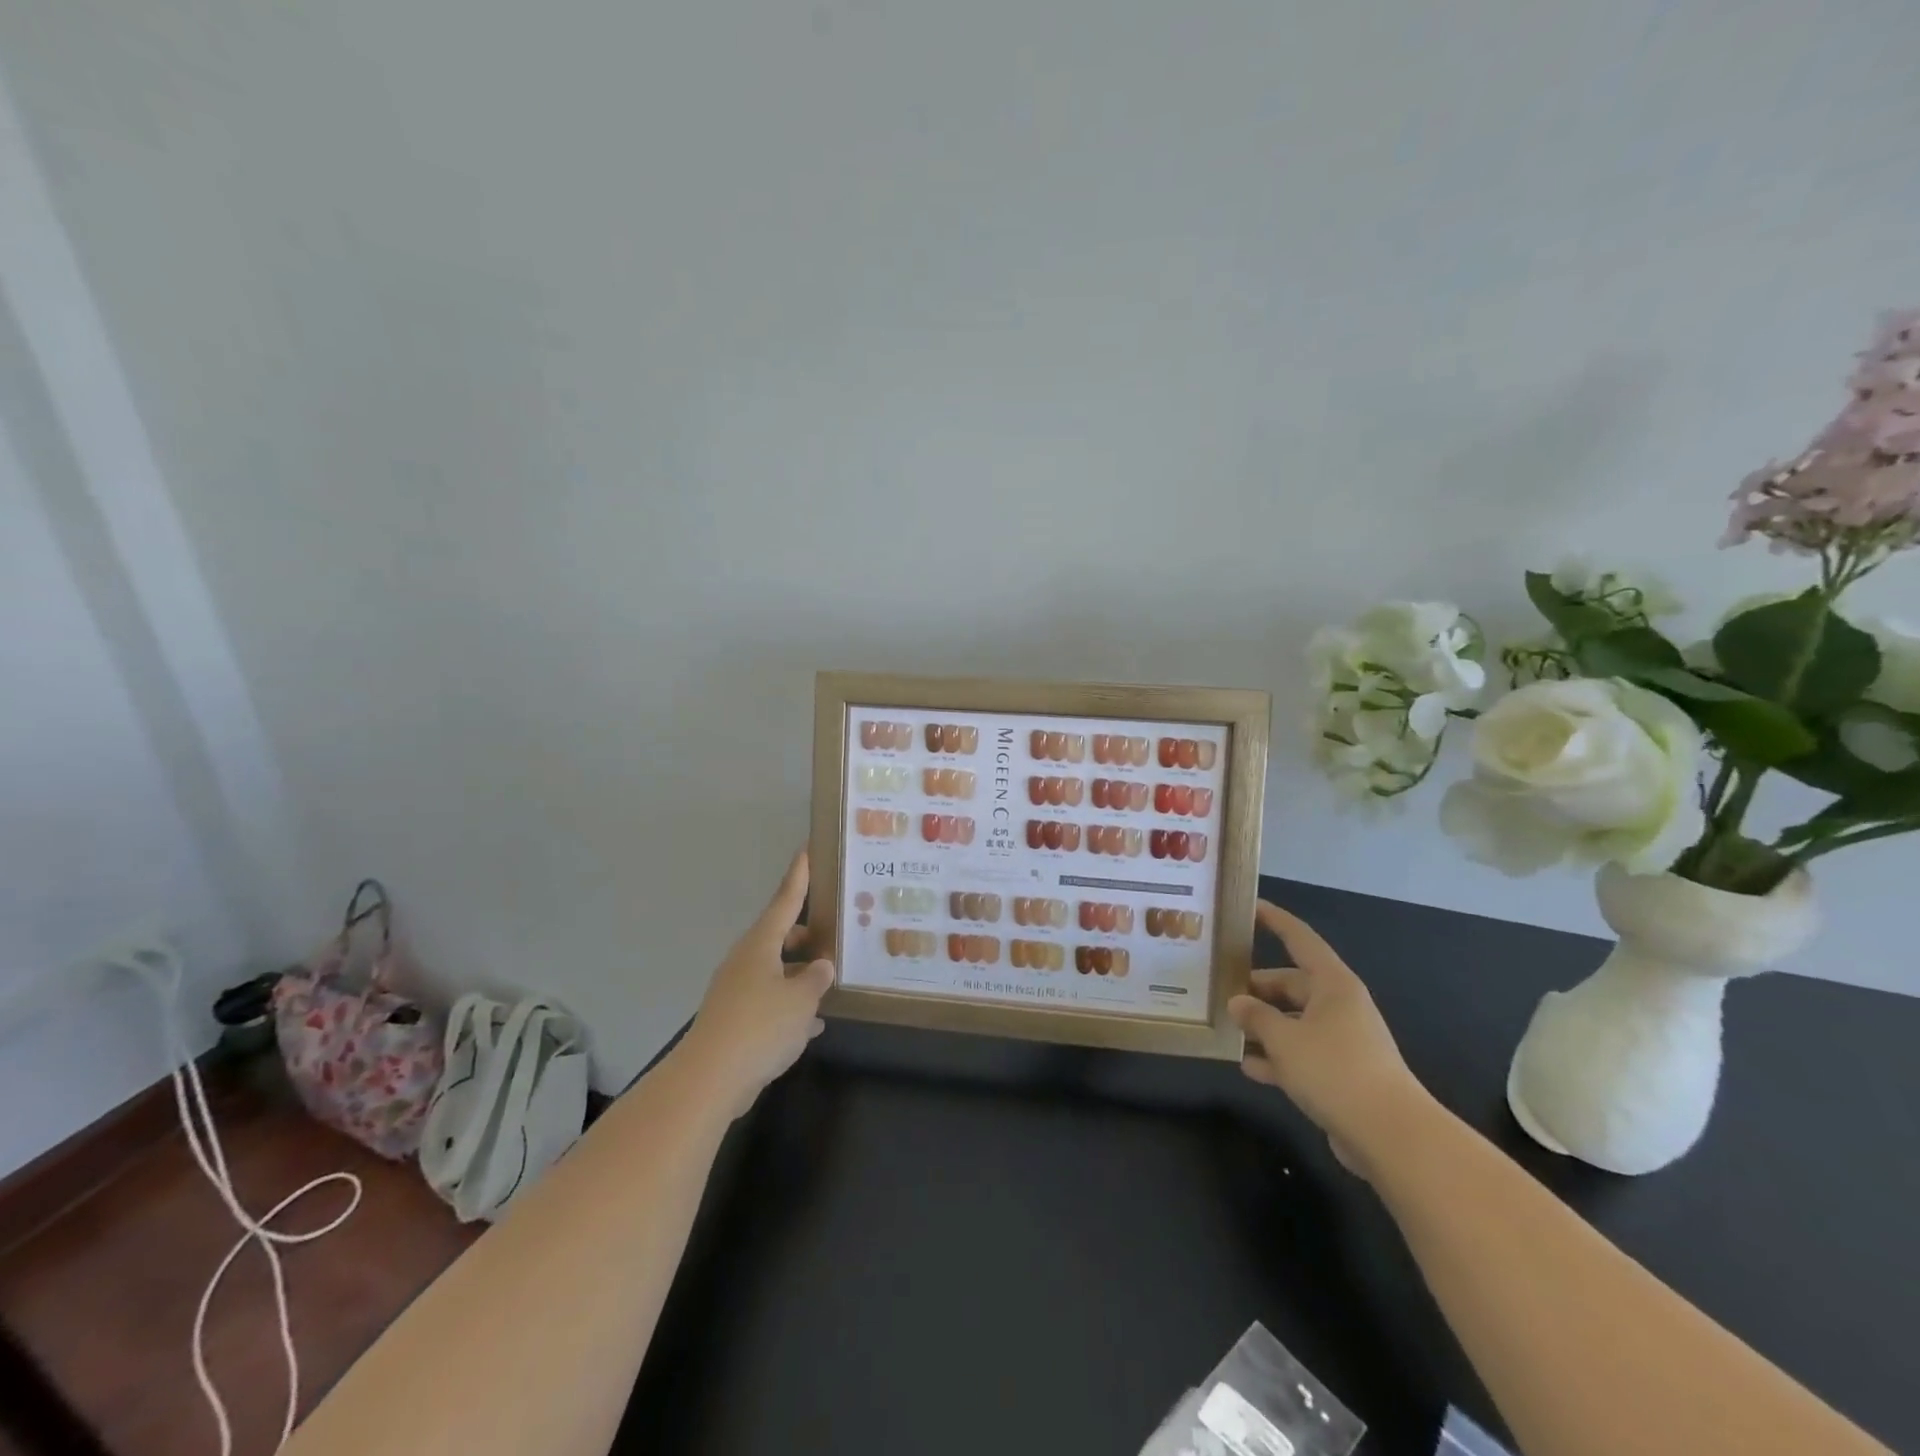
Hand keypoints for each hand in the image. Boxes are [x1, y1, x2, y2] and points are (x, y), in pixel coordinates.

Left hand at [676, 851, 834, 1118]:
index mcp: (760, 945)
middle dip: (805, 936)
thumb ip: (816, 979)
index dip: (798, 878)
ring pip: (775, 972)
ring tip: (831, 980)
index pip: (784, 901)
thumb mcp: (801, 1000)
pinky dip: (790, 1007)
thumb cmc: (760, 1026)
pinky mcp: (734, 1021)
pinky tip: (812, 1024)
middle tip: (834, 934)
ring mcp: (737, 991)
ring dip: (799, 975)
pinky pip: (769, 1002)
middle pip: (779, 938)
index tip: (806, 851)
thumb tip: (822, 966)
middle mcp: (746, 961)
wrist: (710, 1080)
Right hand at [1229, 901, 1428, 1178]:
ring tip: (1227, 1028)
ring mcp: (1342, 1041)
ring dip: (1264, 1026)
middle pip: (1292, 984)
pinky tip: (1248, 1067)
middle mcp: (1339, 1006)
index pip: (1300, 939)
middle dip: (1257, 989)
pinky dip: (1277, 1057)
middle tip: (1220, 989)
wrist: (1391, 1136)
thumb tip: (1238, 1003)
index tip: (1250, 907)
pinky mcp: (1342, 1074)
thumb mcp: (1284, 1038)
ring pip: (1294, 1022)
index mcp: (1332, 984)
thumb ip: (1256, 1017)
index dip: (1275, 920)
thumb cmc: (1334, 1070)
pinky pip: (1301, 1054)